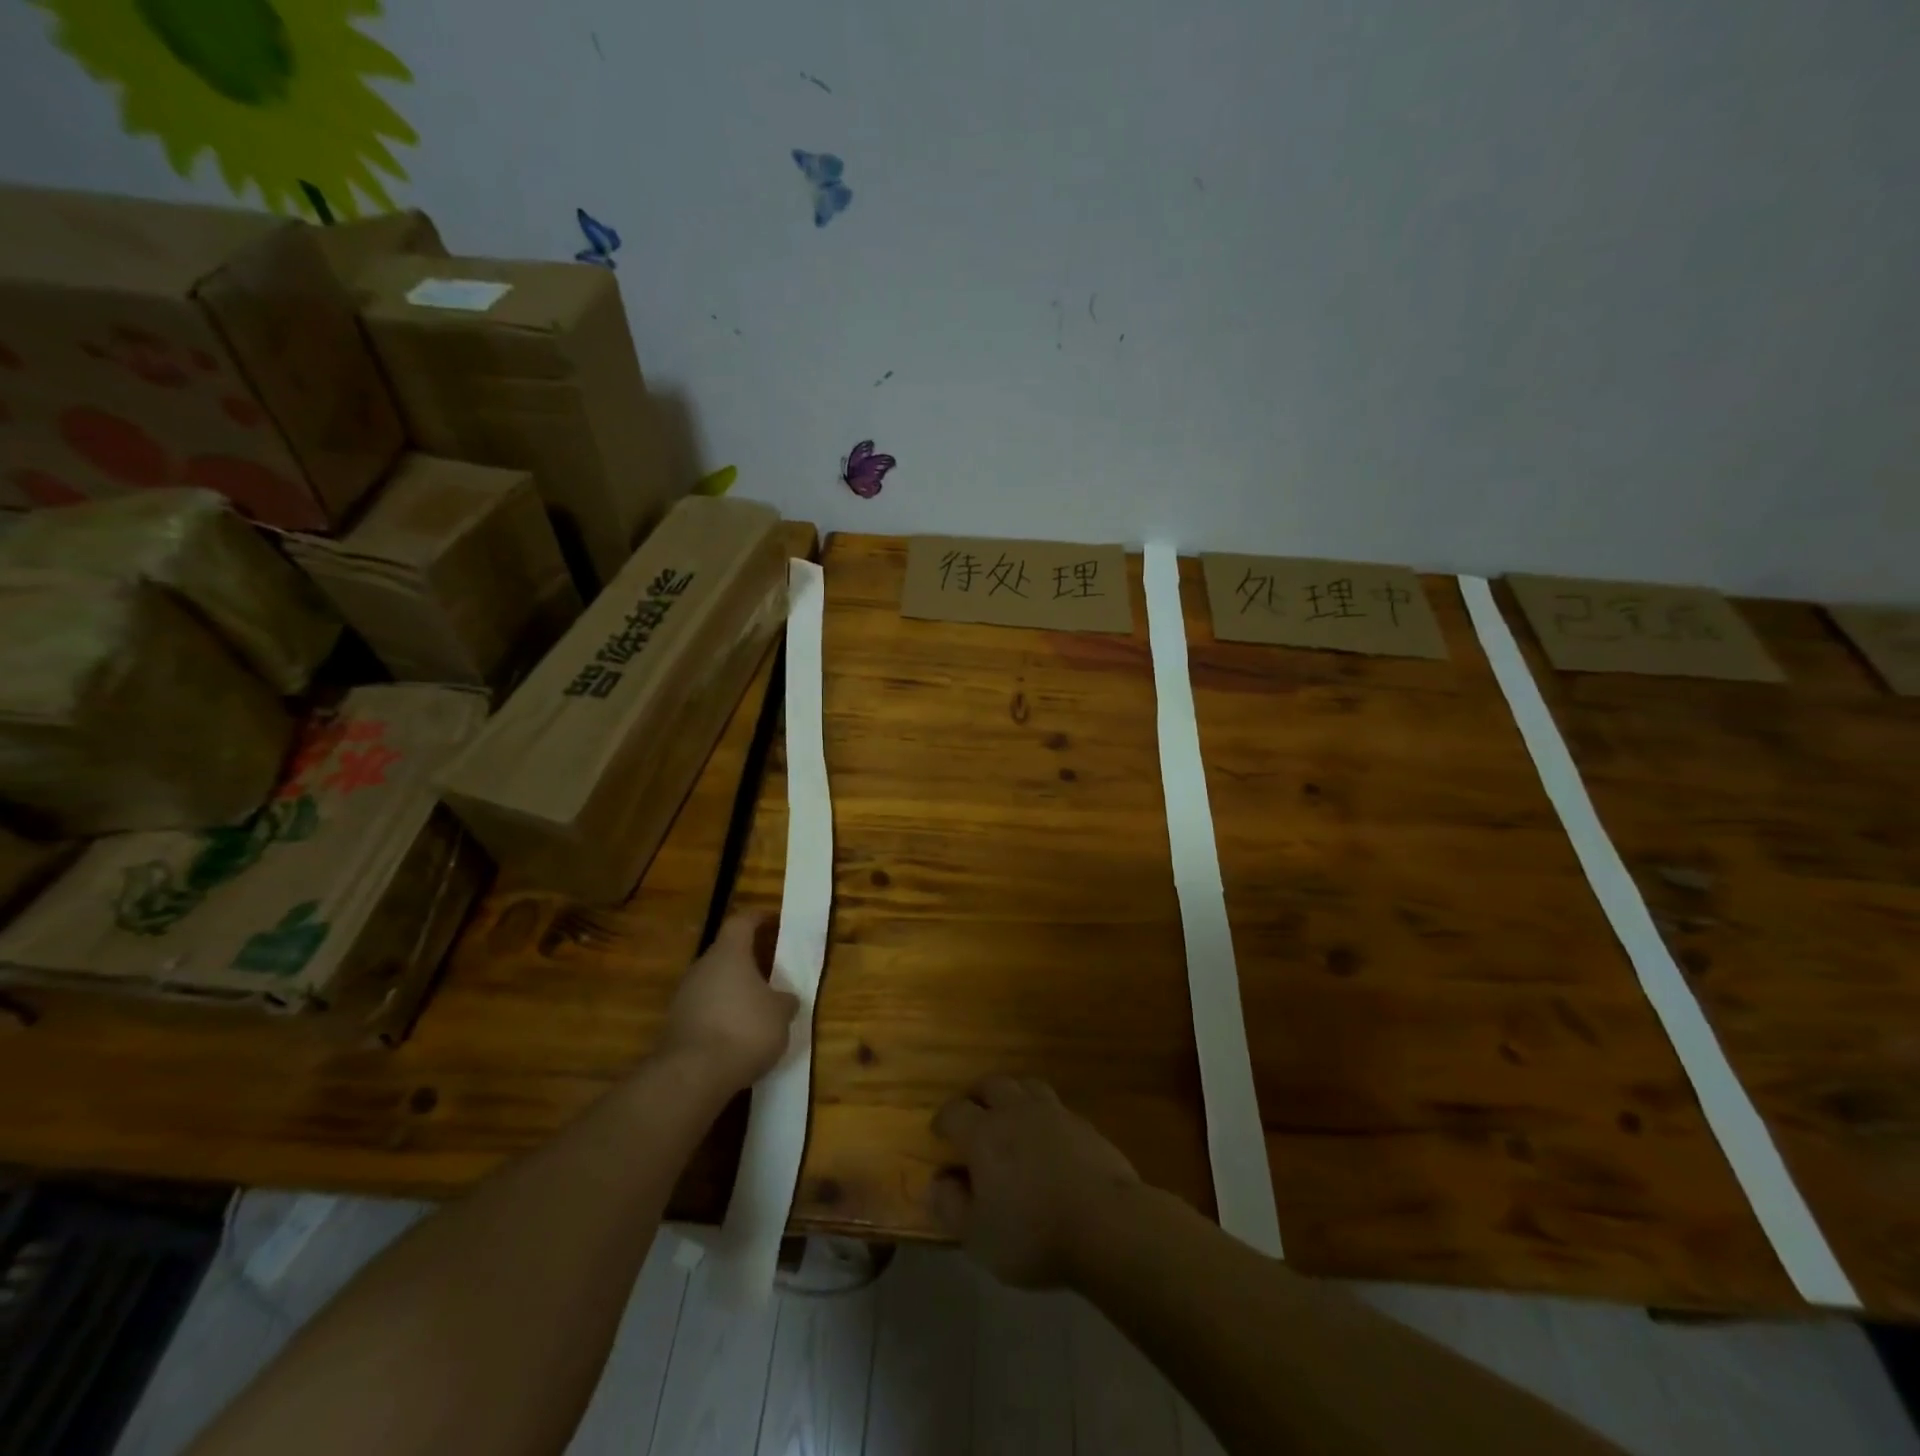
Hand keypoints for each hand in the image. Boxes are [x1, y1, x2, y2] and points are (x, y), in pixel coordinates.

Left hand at [658, 913, 798, 1092]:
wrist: (692, 1075)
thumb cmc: (744, 1029)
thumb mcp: (780, 1014)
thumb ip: (784, 1001)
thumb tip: (785, 999)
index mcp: (729, 953)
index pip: (741, 922)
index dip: (758, 918)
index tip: (772, 919)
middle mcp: (702, 967)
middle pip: (725, 953)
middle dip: (746, 960)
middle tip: (768, 970)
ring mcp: (684, 996)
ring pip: (712, 983)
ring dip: (732, 990)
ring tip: (755, 1007)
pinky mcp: (675, 1025)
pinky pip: (703, 1010)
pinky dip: (720, 1016)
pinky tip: (735, 1035)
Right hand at [929, 1076, 1140, 1287]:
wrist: (1106, 1223)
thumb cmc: (1032, 1233)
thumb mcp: (978, 1236)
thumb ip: (951, 1206)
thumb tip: (937, 1182)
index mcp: (984, 1133)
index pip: (954, 1111)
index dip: (943, 1120)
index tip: (939, 1134)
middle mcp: (1016, 1111)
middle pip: (992, 1085)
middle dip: (978, 1096)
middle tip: (975, 1115)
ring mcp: (1053, 1113)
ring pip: (1026, 1086)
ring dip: (1013, 1096)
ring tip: (1011, 1117)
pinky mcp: (1083, 1125)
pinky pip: (1056, 1107)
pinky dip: (1044, 1115)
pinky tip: (1048, 1138)